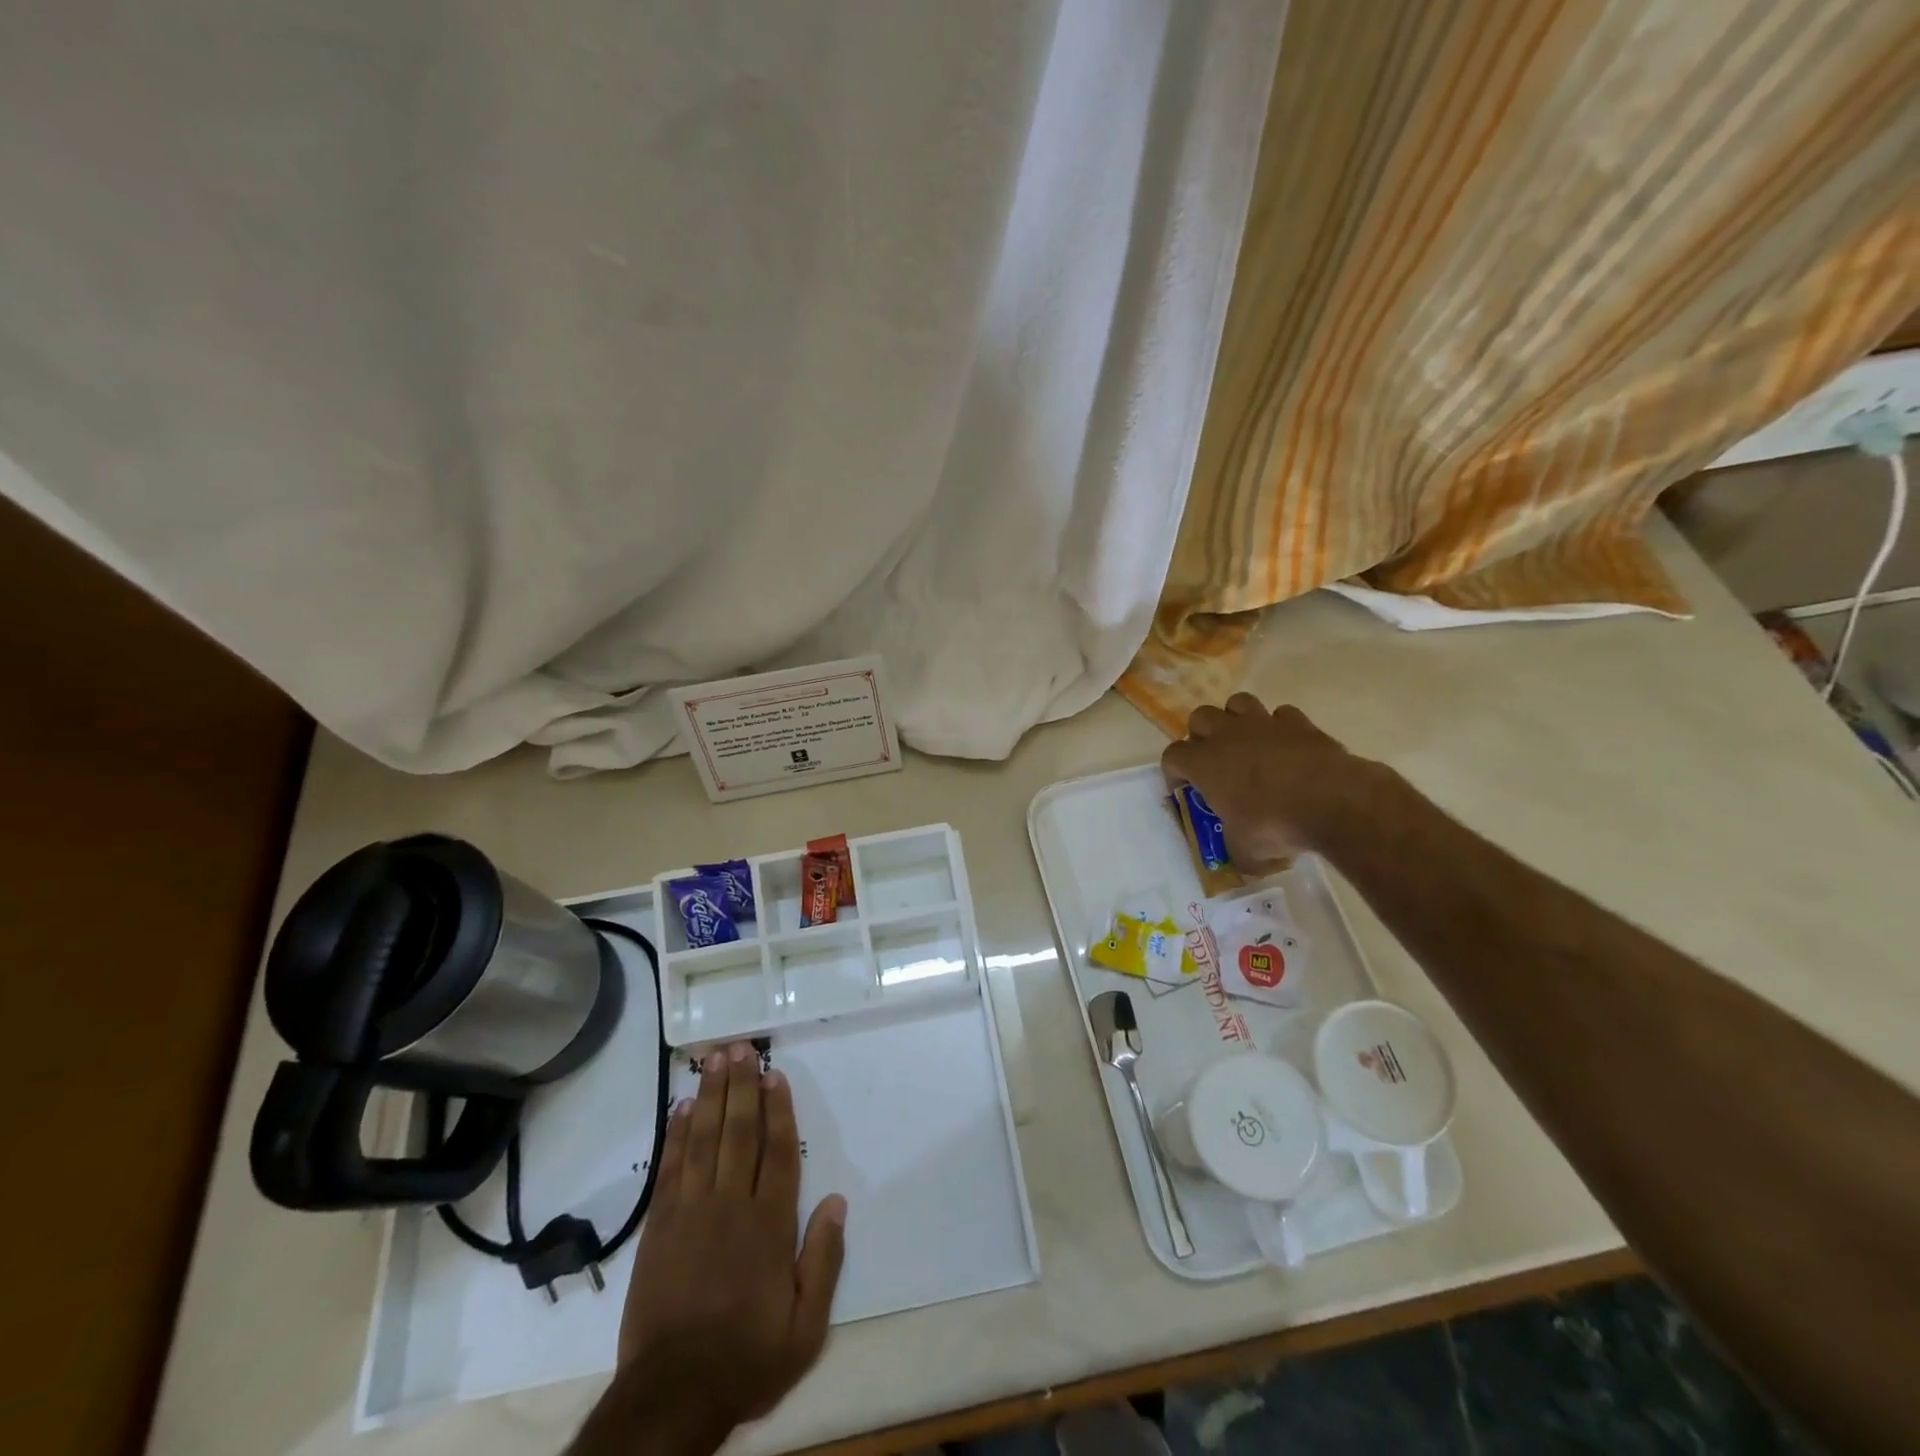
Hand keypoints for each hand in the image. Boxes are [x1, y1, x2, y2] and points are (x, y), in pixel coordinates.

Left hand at [575, 1042, 846, 1455]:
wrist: (671, 1396)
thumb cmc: (747, 1357)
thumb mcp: (806, 1327)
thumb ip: (824, 1260)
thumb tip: (837, 1201)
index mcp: (770, 1225)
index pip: (777, 1151)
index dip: (777, 1109)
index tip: (774, 1075)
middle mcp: (731, 1206)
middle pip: (738, 1133)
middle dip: (741, 1086)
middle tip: (740, 1047)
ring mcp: (691, 1213)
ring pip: (704, 1140)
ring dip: (710, 1096)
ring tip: (713, 1059)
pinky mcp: (659, 1227)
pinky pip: (670, 1168)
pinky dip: (676, 1135)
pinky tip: (681, 1108)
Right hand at [1161, 695, 1380, 866]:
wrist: (1333, 801)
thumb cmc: (1275, 824)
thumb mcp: (1245, 850)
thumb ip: (1235, 850)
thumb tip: (1241, 862)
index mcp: (1204, 763)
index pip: (1172, 756)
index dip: (1174, 772)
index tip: (1185, 790)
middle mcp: (1227, 735)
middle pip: (1200, 718)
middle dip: (1202, 736)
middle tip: (1214, 761)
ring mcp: (1264, 723)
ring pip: (1237, 703)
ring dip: (1236, 720)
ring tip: (1246, 743)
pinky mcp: (1298, 722)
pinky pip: (1281, 715)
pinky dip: (1280, 728)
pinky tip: (1287, 747)